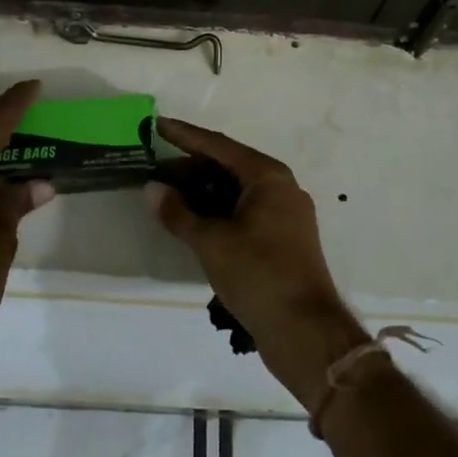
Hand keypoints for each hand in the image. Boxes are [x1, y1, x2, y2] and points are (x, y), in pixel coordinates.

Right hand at [147, 118, 368, 413]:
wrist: (305, 331)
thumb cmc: (258, 275)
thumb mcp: (211, 242)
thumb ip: (179, 213)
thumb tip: (152, 188)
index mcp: (268, 177)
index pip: (219, 145)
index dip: (186, 136)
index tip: (158, 125)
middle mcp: (281, 187)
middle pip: (230, 166)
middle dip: (192, 166)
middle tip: (156, 169)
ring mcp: (286, 214)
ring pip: (238, 191)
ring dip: (204, 191)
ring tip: (169, 195)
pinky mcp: (284, 239)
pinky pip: (246, 211)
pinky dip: (219, 211)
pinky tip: (195, 220)